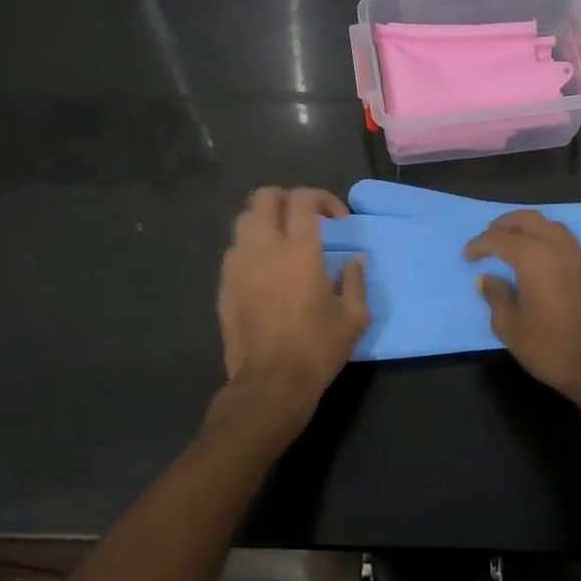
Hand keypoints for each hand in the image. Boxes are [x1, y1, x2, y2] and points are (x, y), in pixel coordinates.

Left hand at [210, 187, 368, 447]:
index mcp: (299, 251)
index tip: (337, 220)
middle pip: (265, 197)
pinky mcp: (224, 285)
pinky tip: (265, 268)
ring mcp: (238, 265)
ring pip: (244, 219)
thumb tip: (356, 259)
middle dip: (287, 199)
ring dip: (265, 220)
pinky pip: (234, 249)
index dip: (322, 199)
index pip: (303, 198)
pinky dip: (250, 246)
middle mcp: (264, 248)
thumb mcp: (353, 317)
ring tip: (282, 240)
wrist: (270, 383)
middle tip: (305, 219)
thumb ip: (356, 281)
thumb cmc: (317, 349)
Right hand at [465, 209, 580, 407]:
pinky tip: (541, 261)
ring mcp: (580, 259)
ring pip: (552, 227)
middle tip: (490, 236)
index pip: (499, 239)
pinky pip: (567, 243)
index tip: (467, 257)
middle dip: (506, 224)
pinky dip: (548, 241)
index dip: (479, 245)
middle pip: (530, 219)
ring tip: (515, 243)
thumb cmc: (550, 347)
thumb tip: (486, 279)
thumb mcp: (510, 326)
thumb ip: (496, 296)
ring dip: (530, 228)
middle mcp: (558, 249)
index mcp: (534, 257)